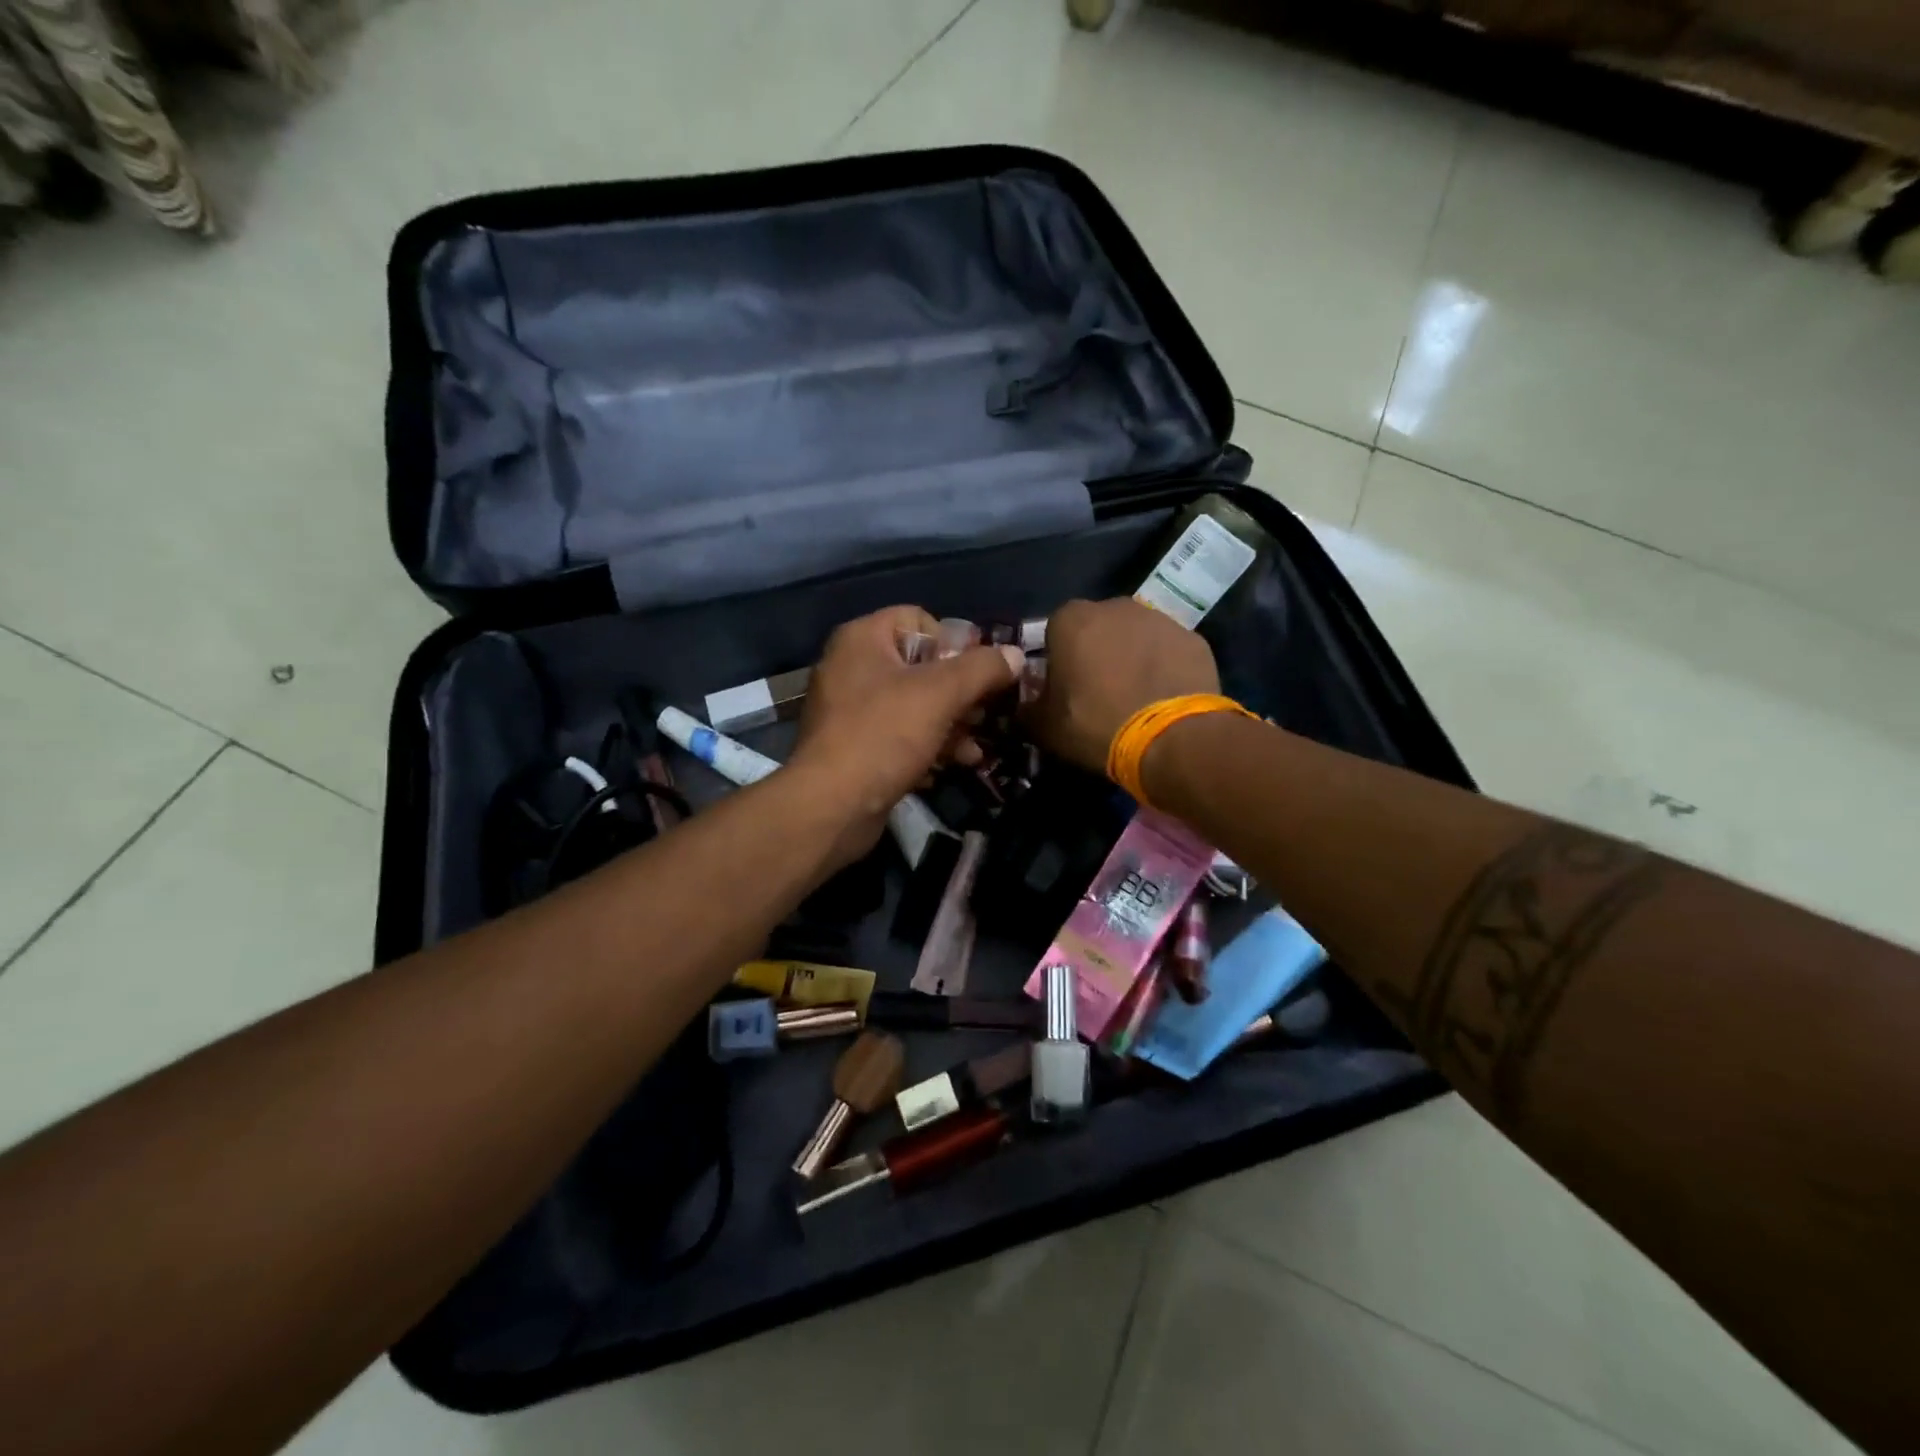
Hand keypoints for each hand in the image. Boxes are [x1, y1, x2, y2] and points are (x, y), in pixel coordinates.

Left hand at [789, 606, 1023, 857]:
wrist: (831, 806)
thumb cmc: (885, 734)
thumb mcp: (941, 693)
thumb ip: (983, 668)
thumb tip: (1014, 656)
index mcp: (863, 639)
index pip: (919, 619)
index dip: (955, 642)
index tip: (981, 673)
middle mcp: (852, 667)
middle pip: (921, 666)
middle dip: (960, 692)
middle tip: (985, 714)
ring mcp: (850, 710)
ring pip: (914, 705)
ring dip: (951, 724)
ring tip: (975, 748)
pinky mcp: (854, 748)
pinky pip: (900, 736)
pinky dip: (928, 746)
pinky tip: (953, 765)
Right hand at [1025, 598, 1219, 772]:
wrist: (1172, 738)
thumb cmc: (1097, 725)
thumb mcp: (1045, 727)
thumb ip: (1028, 708)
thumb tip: (1024, 704)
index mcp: (1070, 620)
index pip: (1054, 633)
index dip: (1058, 662)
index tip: (1065, 689)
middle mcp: (1114, 606)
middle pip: (1097, 628)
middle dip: (1096, 653)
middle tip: (1100, 693)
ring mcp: (1158, 618)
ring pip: (1134, 636)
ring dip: (1131, 657)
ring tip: (1135, 697)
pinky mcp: (1193, 637)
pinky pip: (1167, 650)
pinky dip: (1163, 667)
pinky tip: (1164, 697)